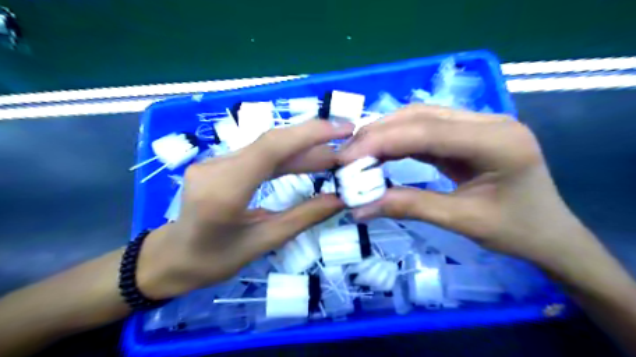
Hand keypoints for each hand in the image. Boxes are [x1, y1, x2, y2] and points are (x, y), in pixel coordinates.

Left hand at [137, 120, 355, 297]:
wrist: (172, 258)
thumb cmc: (214, 260)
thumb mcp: (263, 242)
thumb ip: (303, 218)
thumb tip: (339, 200)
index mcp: (224, 192)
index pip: (271, 148)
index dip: (309, 134)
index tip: (342, 130)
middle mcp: (217, 167)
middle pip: (271, 143)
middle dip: (312, 140)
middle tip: (345, 144)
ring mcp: (215, 162)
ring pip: (267, 148)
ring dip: (302, 151)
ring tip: (332, 158)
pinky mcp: (219, 163)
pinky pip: (259, 155)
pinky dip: (286, 158)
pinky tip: (306, 163)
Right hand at [340, 104, 599, 273]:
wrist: (549, 232)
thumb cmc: (516, 230)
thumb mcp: (462, 221)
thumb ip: (410, 207)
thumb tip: (360, 208)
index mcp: (497, 141)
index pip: (427, 131)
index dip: (381, 141)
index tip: (345, 157)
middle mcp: (488, 121)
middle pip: (421, 116)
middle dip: (378, 134)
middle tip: (345, 155)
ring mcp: (478, 123)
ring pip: (420, 117)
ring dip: (385, 133)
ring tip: (356, 152)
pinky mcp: (467, 133)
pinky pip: (426, 129)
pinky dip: (398, 139)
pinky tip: (379, 151)